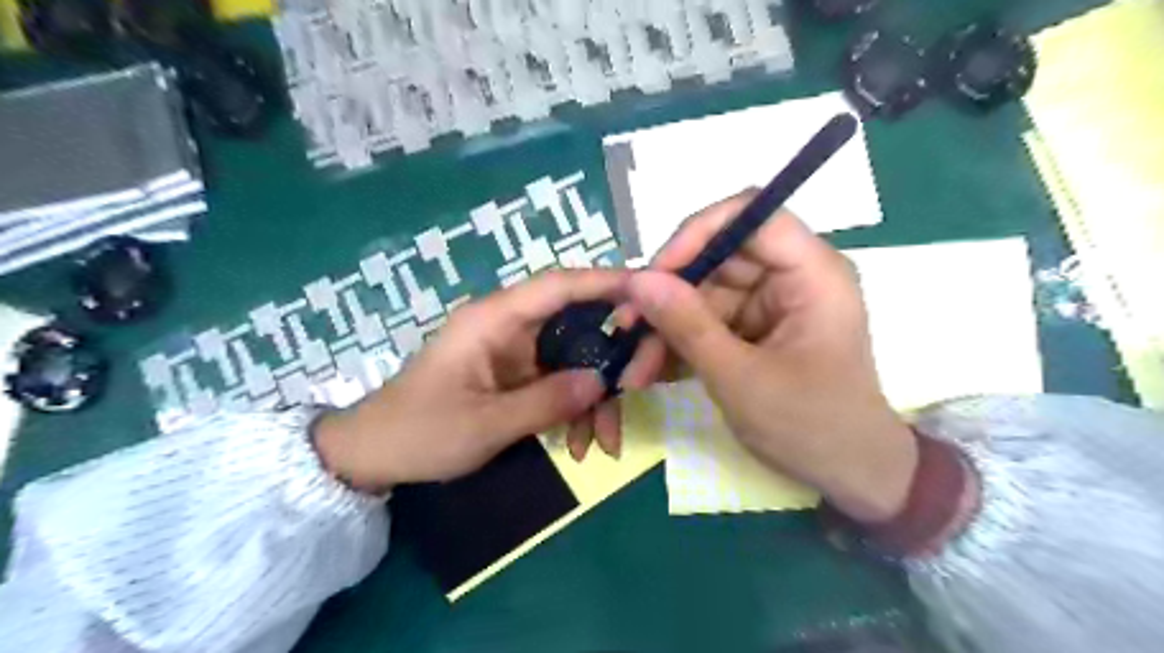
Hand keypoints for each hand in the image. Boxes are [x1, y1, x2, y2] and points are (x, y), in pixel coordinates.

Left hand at [314, 268, 627, 492]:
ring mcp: (515, 352)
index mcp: (493, 320)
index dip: (605, 282)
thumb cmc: (421, 432)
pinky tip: (581, 446)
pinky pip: (559, 382)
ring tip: (603, 445)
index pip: (557, 286)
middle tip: (638, 391)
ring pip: (573, 359)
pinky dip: (575, 411)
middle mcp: (508, 327)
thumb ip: (546, 401)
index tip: (650, 291)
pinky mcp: (516, 375)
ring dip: (594, 399)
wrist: (375, 455)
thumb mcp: (485, 424)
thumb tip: (602, 381)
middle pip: (576, 326)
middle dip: (609, 361)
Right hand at [624, 192, 913, 522]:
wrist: (849, 475)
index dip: (698, 233)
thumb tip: (637, 280)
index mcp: (811, 273)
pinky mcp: (754, 328)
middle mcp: (791, 277)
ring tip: (634, 367)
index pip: (752, 215)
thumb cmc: (811, 426)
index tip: (654, 274)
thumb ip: (688, 326)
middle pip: (718, 257)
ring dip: (665, 328)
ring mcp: (770, 303)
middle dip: (668, 294)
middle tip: (625, 327)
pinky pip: (706, 321)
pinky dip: (678, 344)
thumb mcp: (741, 378)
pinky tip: (651, 371)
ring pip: (703, 293)